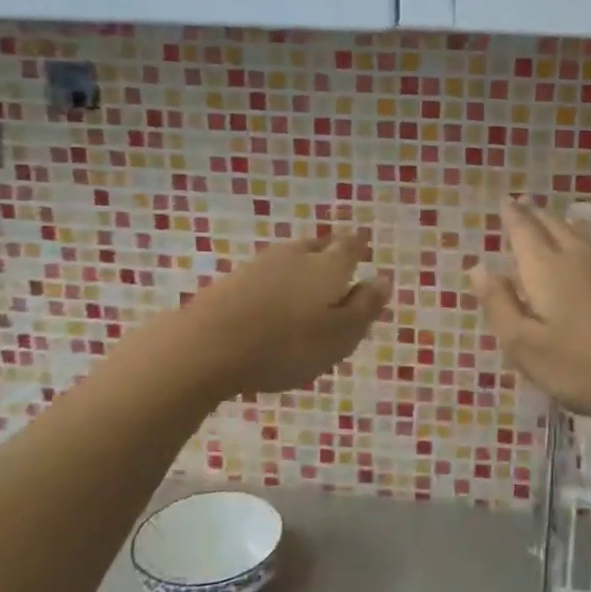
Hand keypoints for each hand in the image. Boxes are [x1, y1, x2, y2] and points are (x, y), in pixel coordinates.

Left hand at [180, 231, 389, 396]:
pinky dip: (276, 283)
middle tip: (339, 262)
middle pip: (319, 246)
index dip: (359, 246)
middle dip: (331, 252)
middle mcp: (296, 256)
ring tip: (308, 284)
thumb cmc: (287, 345)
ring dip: (302, 267)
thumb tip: (383, 279)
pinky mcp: (232, 281)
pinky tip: (274, 301)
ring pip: (290, 258)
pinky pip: (266, 275)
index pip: (350, 246)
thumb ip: (364, 307)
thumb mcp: (340, 335)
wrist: (207, 346)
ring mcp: (260, 265)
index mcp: (328, 267)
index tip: (364, 246)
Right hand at [466, 200, 590, 429]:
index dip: (512, 216)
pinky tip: (582, 254)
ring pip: (577, 235)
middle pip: (553, 226)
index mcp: (546, 269)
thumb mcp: (525, 345)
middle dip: (534, 214)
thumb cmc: (582, 366)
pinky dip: (578, 241)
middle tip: (522, 204)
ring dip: (558, 224)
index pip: (524, 231)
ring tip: (548, 221)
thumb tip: (478, 268)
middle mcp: (576, 258)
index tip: (505, 200)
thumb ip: (499, 305)